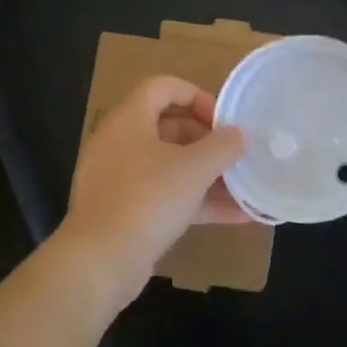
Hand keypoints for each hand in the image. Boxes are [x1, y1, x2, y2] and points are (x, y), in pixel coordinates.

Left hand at [56, 75, 249, 299]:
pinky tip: (236, 217)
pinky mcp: (124, 210)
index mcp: (129, 119)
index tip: (224, 121)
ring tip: (244, 187)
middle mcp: (119, 142)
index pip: (163, 86)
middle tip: (234, 156)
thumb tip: (239, 135)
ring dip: (207, 174)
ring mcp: (119, 179)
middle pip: (168, 126)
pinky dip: (197, 201)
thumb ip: (223, 146)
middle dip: (207, 140)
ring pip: (169, 165)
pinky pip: (165, 195)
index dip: (198, 96)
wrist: (101, 260)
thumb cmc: (149, 199)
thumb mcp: (195, 168)